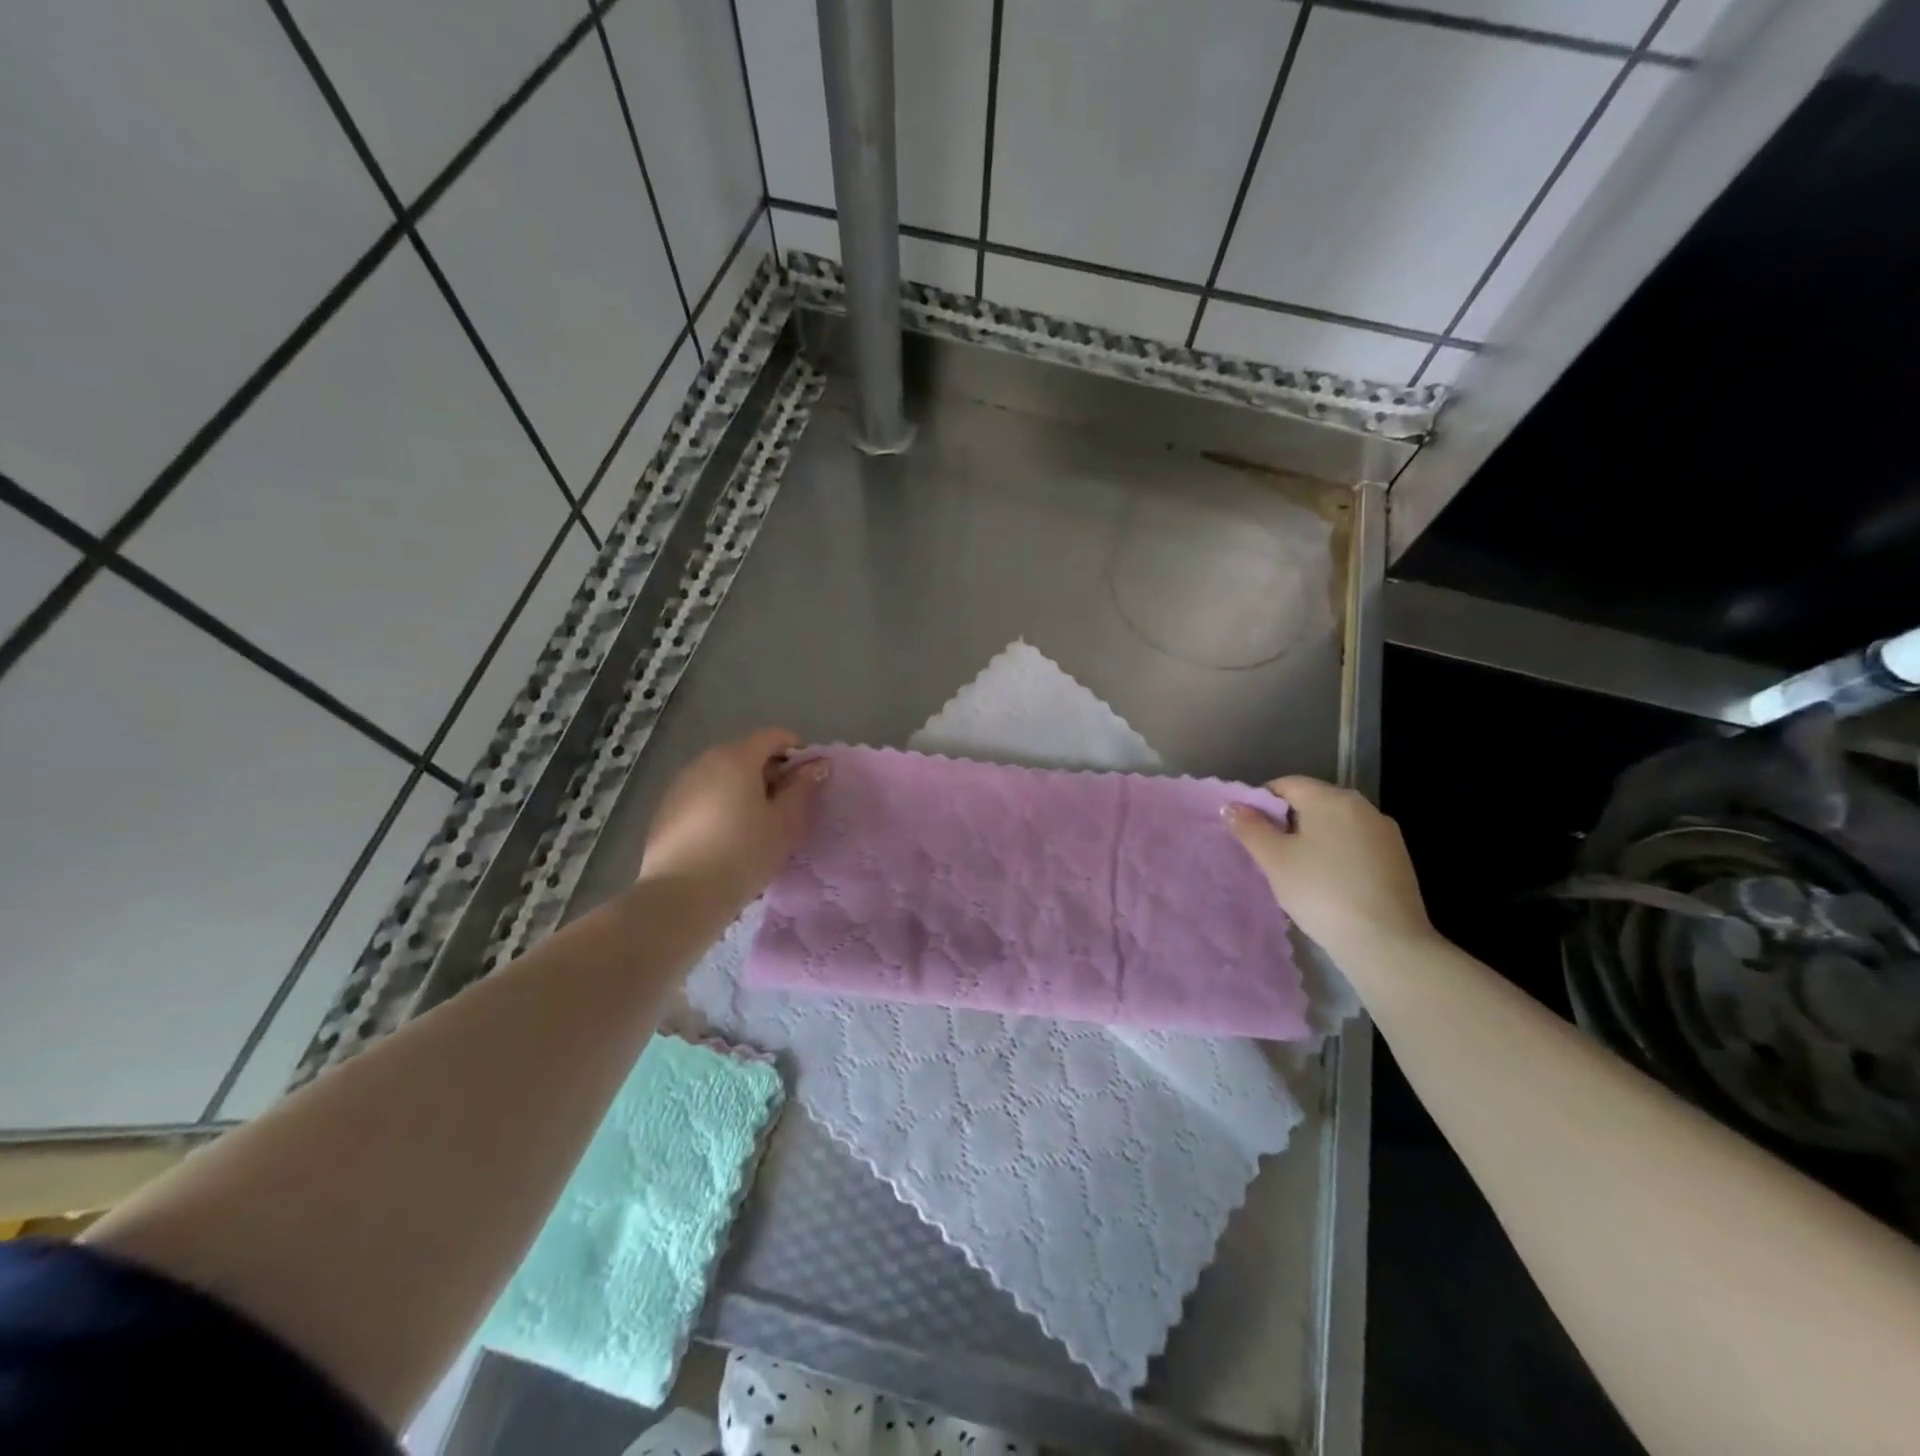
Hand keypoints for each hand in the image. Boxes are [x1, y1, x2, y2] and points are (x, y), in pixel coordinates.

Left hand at [640, 728, 828, 913]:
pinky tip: (725, 839)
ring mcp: (680, 785)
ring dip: (743, 789)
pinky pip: (702, 796)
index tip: (808, 780)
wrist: (680, 897)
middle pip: (745, 753)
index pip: (774, 736)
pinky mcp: (664, 811)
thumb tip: (817, 765)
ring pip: (722, 776)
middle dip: (770, 772)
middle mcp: (705, 761)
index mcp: (737, 757)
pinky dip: (720, 805)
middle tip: (785, 807)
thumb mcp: (785, 823)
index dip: (797, 751)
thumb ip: (803, 789)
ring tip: (756, 825)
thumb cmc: (743, 853)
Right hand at [1225, 775, 1433, 961]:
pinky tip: (1329, 883)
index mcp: (1330, 798)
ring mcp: (1384, 832)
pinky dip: (1337, 854)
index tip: (1250, 831)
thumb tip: (1232, 806)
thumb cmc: (1321, 892)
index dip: (1261, 802)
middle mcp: (1361, 805)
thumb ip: (1250, 827)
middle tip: (1269, 853)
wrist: (1386, 941)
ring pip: (1336, 824)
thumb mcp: (1274, 860)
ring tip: (1298, 871)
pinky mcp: (1398, 858)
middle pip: (1313, 801)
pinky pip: (1356, 844)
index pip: (1285, 784)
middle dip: (1288, 821)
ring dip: (1313, 838)